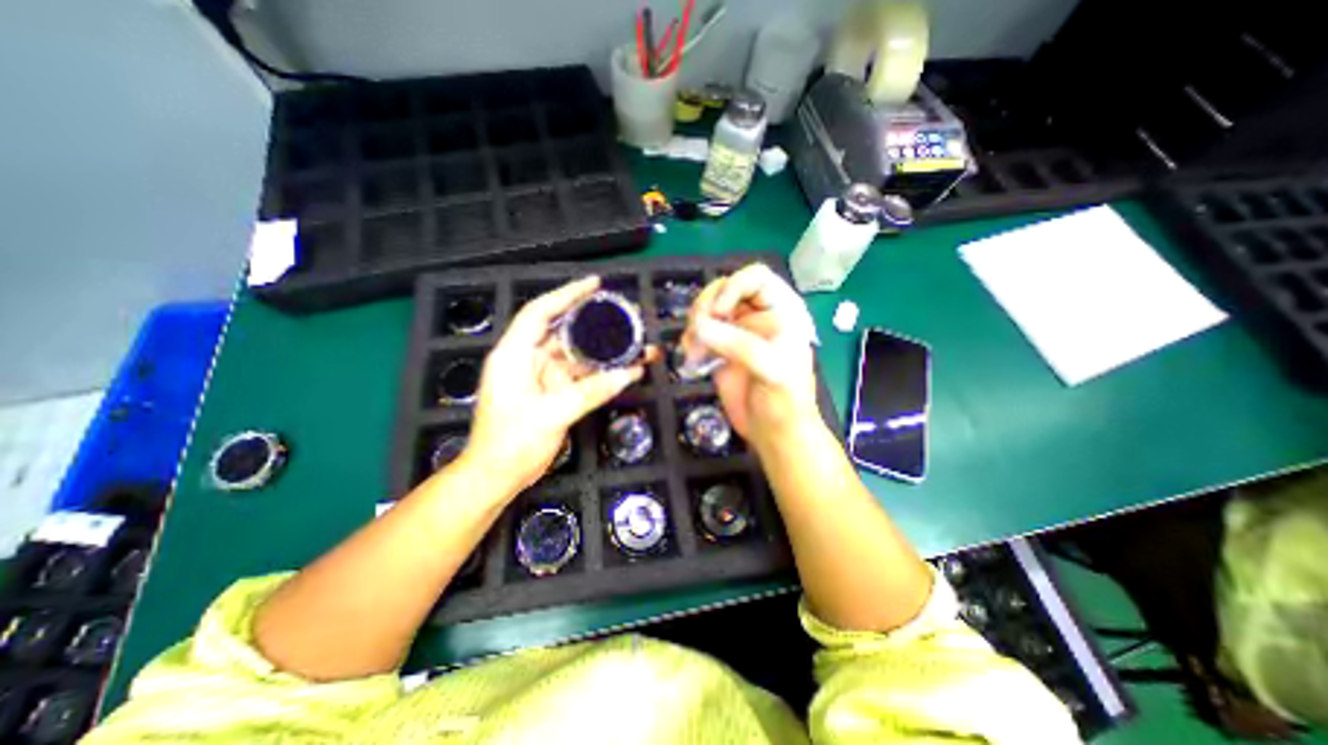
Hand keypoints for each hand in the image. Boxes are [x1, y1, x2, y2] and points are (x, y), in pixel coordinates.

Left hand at [459, 277, 651, 497]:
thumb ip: (592, 391)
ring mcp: (541, 376)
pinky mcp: (552, 392)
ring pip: (575, 355)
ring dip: (602, 351)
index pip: (540, 312)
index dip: (567, 294)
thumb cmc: (512, 443)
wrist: (497, 477)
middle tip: (624, 315)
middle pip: (563, 331)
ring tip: (632, 344)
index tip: (595, 285)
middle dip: (594, 323)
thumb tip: (630, 374)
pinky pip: (579, 375)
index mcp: (514, 355)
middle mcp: (527, 359)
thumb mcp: (552, 414)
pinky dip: (599, 372)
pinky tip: (622, 369)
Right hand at [686, 263, 819, 446]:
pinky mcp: (719, 350)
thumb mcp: (772, 369)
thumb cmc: (785, 401)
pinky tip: (692, 357)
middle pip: (723, 290)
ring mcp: (736, 333)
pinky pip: (698, 333)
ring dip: (694, 325)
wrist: (773, 434)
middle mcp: (757, 316)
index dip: (733, 287)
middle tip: (698, 331)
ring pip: (707, 310)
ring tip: (694, 349)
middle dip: (707, 307)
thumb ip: (739, 345)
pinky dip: (690, 340)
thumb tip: (699, 327)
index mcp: (781, 311)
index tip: (718, 313)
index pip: (755, 278)